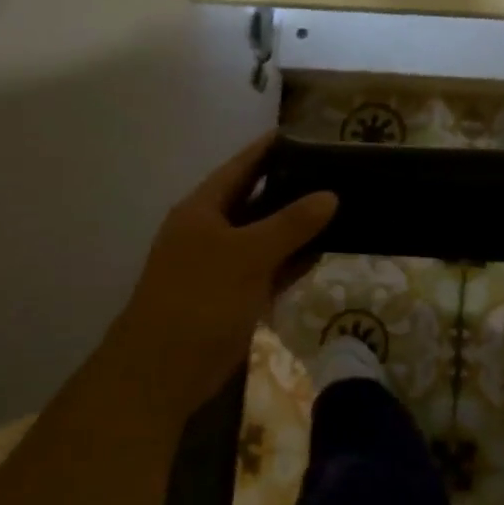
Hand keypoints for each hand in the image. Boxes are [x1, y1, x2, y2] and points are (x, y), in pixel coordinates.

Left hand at [107, 132, 336, 414]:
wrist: (163, 372)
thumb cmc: (200, 299)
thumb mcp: (248, 254)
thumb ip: (291, 223)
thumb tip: (330, 195)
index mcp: (204, 209)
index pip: (241, 166)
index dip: (270, 148)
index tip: (305, 133)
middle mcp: (213, 230)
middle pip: (257, 198)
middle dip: (292, 187)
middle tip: (334, 171)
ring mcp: (224, 264)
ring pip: (267, 235)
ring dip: (298, 225)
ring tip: (340, 205)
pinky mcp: (236, 294)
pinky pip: (271, 266)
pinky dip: (294, 259)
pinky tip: (324, 250)